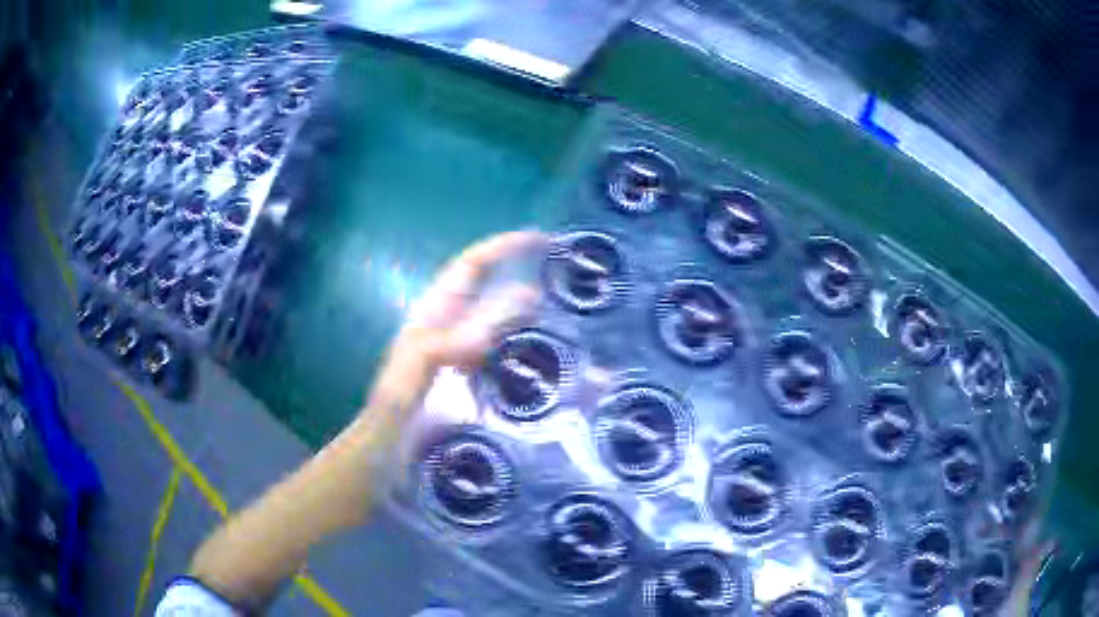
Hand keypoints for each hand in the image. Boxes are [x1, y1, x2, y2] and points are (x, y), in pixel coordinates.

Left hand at [362, 231, 544, 435]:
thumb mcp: (414, 370)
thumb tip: (485, 329)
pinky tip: (540, 355)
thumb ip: (446, 344)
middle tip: (561, 269)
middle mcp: (448, 323)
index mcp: (433, 313)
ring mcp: (458, 350)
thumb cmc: (394, 408)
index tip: (540, 239)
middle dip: (518, 270)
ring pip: (495, 318)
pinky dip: (520, 344)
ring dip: (524, 308)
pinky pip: (498, 350)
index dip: (503, 247)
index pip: (471, 266)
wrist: (386, 449)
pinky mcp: (467, 376)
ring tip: (561, 308)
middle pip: (486, 286)